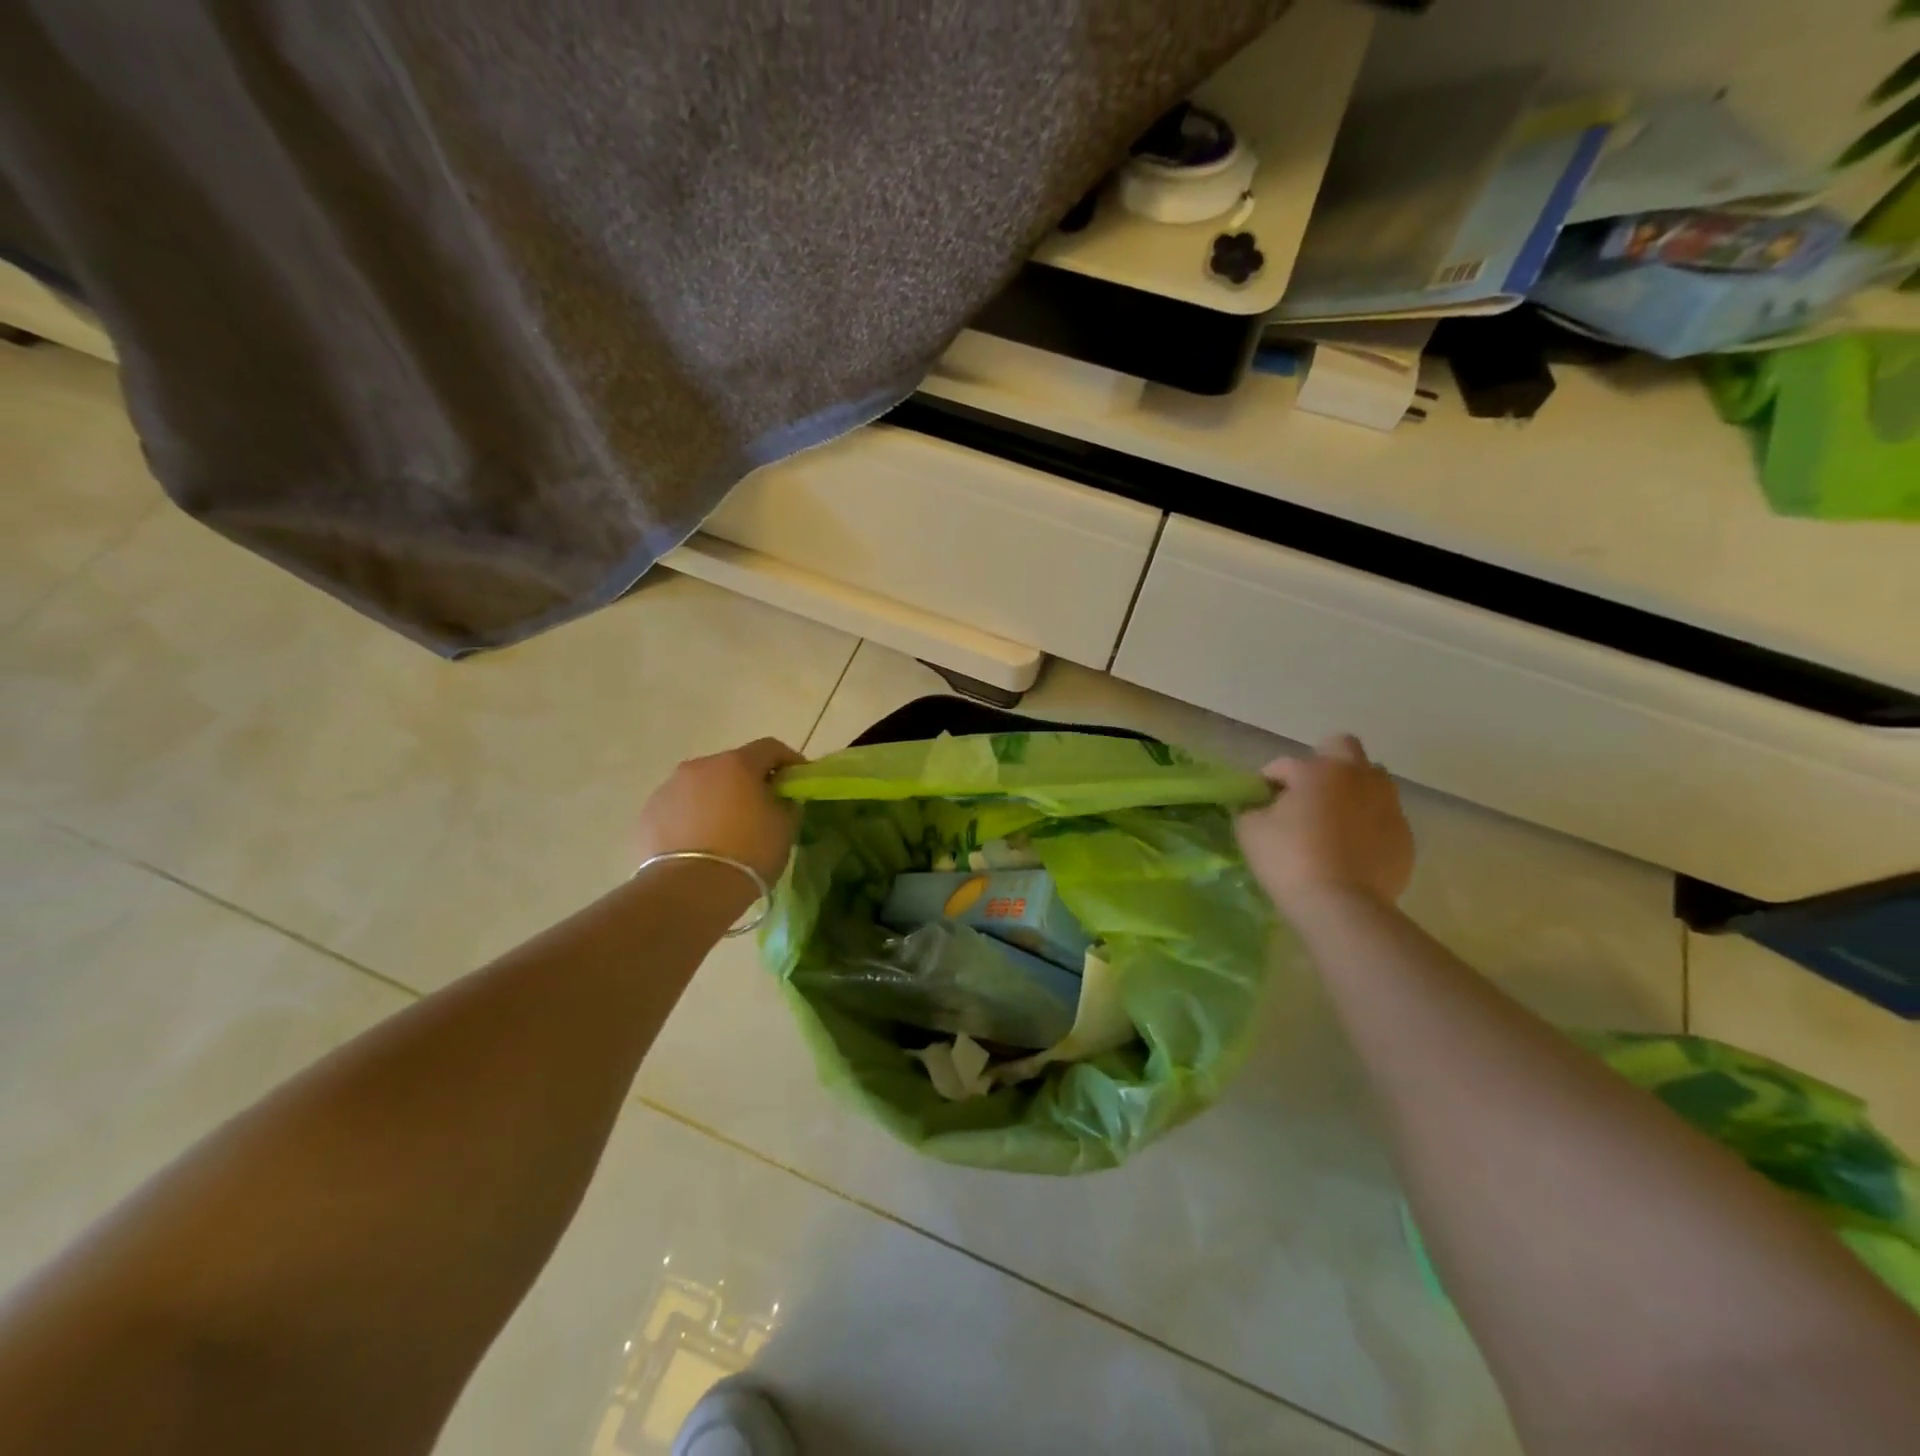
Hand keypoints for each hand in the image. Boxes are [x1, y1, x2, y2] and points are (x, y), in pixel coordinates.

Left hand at [635, 738, 805, 886]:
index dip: (789, 760)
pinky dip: (693, 817)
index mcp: (737, 764)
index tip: (798, 780)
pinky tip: (700, 843)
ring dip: (717, 799)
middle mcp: (700, 767)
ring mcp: (669, 788)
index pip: (770, 748)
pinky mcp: (649, 814)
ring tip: (726, 829)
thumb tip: (780, 798)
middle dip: (749, 781)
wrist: (691, 890)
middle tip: (761, 808)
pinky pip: (680, 808)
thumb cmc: (748, 853)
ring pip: (702, 786)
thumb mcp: (785, 828)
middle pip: (732, 766)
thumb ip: (786, 803)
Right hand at [1235, 734, 1413, 914]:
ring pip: (1372, 780)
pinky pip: (1384, 816)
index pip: (1284, 764)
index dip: (1268, 780)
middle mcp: (1357, 777)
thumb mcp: (1250, 831)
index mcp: (1317, 770)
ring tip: (1334, 819)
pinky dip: (1368, 824)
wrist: (1342, 906)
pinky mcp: (1404, 835)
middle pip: (1343, 748)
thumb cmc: (1289, 860)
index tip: (1259, 801)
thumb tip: (1258, 807)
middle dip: (1323, 762)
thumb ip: (1251, 809)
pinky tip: (1352, 848)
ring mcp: (1387, 805)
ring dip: (1352, 790)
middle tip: (1306, 793)